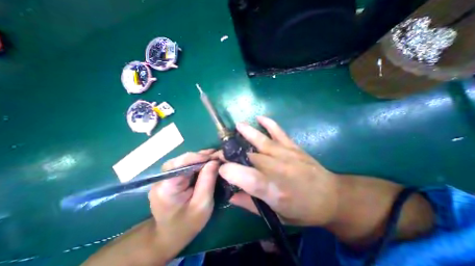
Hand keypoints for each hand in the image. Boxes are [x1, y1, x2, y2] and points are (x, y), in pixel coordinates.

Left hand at [148, 151, 218, 259]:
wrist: (170, 236)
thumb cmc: (187, 224)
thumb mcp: (202, 204)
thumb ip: (208, 181)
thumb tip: (214, 161)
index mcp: (167, 188)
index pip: (179, 164)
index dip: (197, 157)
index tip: (214, 157)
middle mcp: (162, 179)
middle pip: (181, 160)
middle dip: (200, 156)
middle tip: (216, 156)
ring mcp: (165, 178)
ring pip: (183, 161)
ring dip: (199, 158)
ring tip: (213, 157)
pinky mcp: (170, 178)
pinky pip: (184, 166)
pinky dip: (196, 163)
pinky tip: (206, 162)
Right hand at [217, 117, 341, 225]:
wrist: (331, 197)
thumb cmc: (303, 210)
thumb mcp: (276, 215)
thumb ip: (251, 204)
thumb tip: (231, 195)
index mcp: (273, 190)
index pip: (245, 176)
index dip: (229, 171)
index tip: (221, 169)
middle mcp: (277, 168)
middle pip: (249, 156)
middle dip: (232, 153)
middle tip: (223, 152)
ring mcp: (285, 154)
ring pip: (261, 141)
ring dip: (247, 132)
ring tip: (237, 126)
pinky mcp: (293, 147)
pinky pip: (279, 132)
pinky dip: (269, 123)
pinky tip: (260, 118)